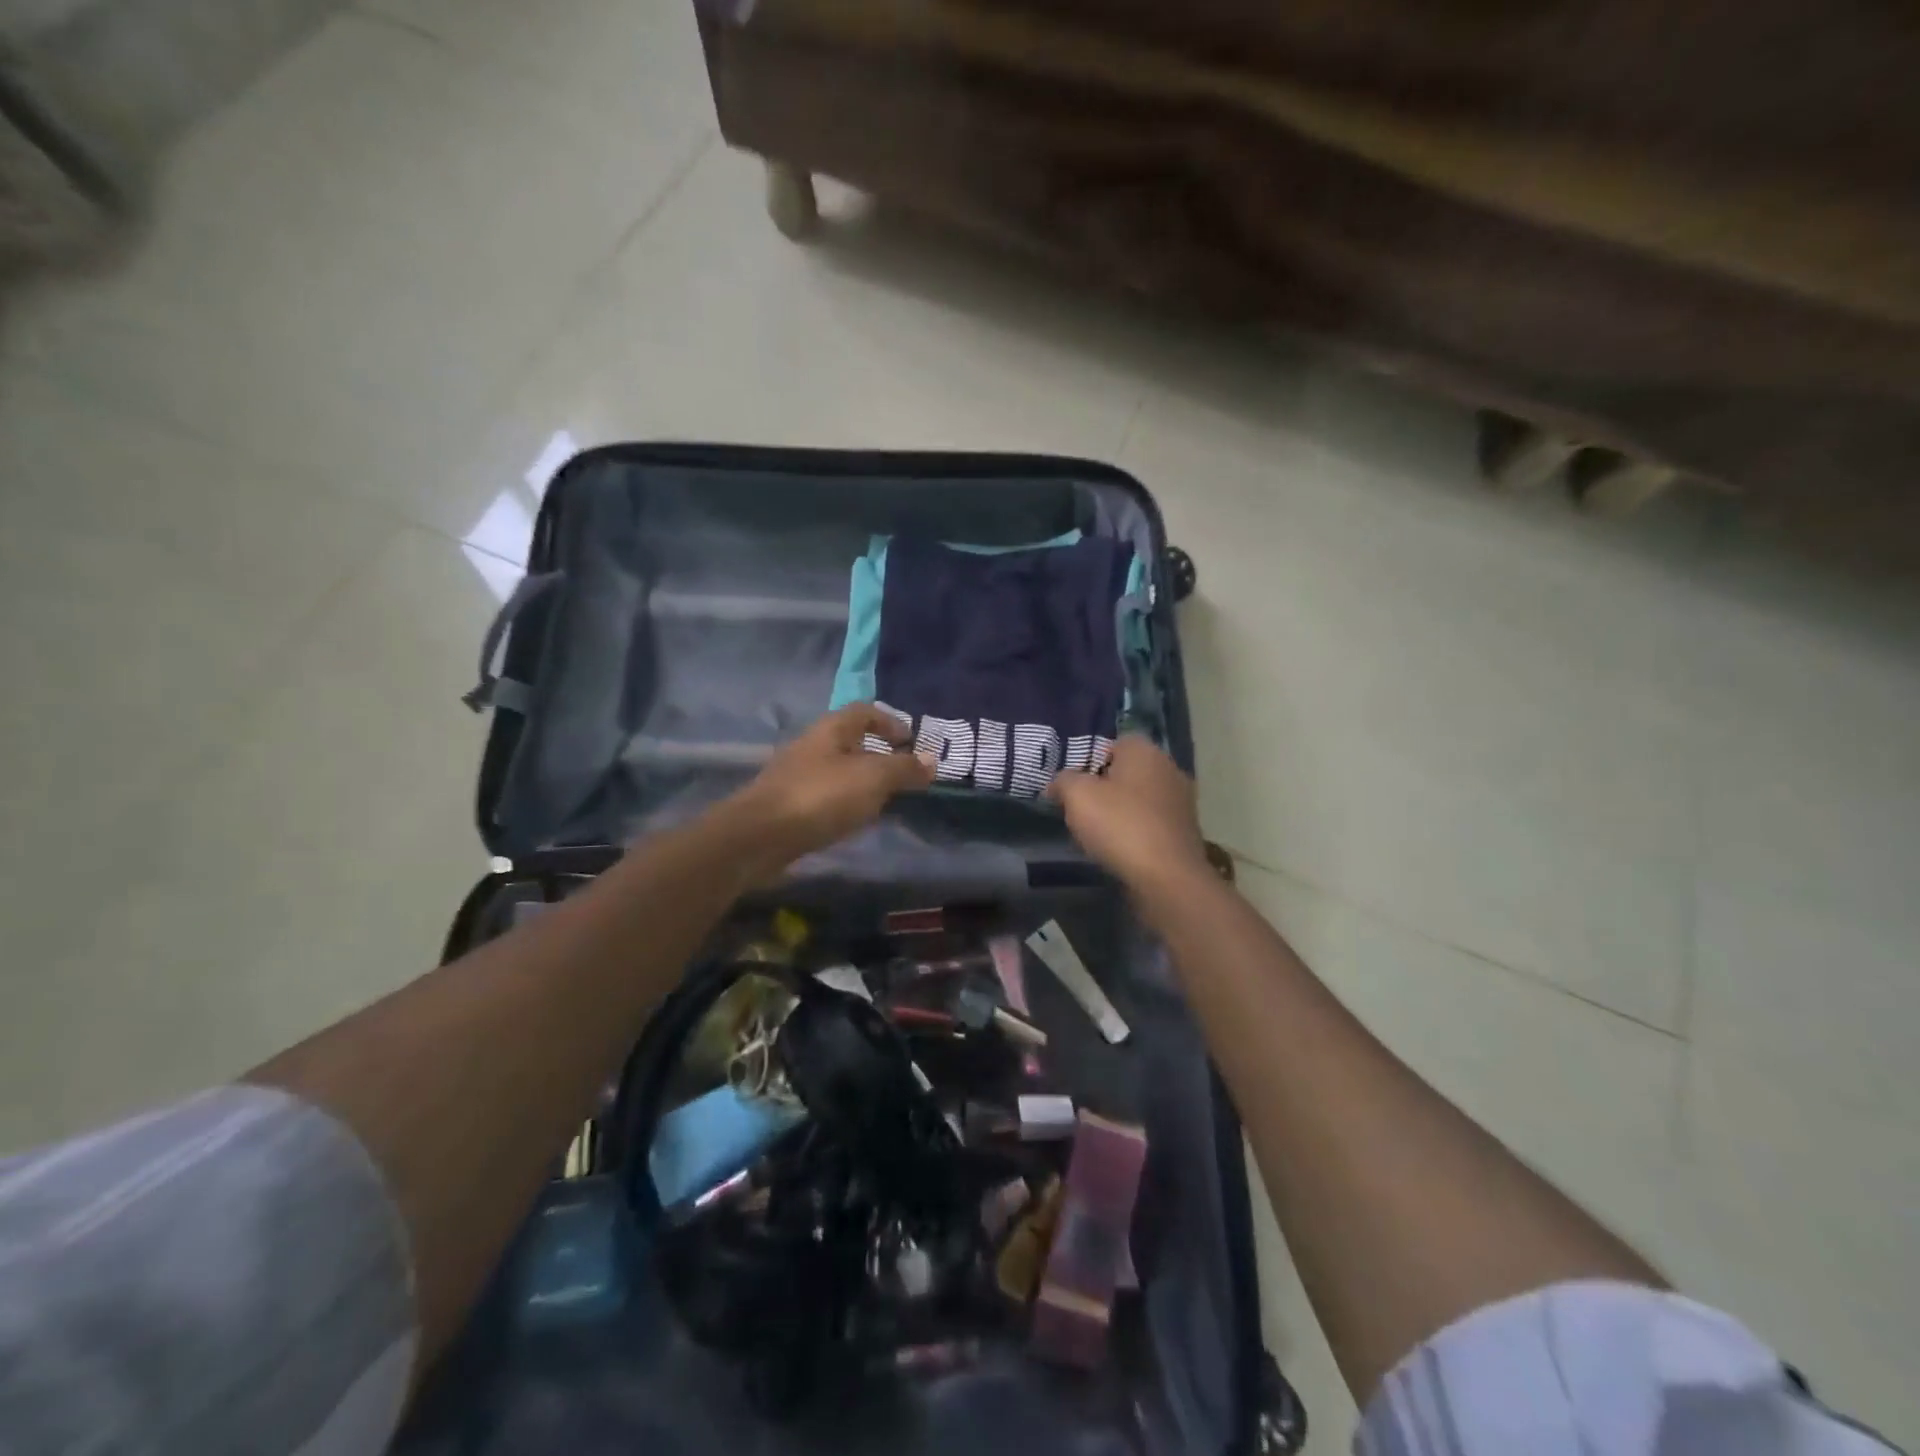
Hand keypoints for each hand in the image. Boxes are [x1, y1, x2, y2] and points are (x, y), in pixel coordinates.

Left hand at [730, 704, 935, 870]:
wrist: (759, 836)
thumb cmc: (821, 796)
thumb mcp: (873, 778)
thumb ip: (904, 768)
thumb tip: (933, 759)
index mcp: (832, 728)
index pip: (865, 711)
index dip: (891, 722)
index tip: (911, 742)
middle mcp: (813, 745)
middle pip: (851, 740)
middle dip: (879, 754)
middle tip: (905, 774)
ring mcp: (798, 775)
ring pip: (839, 770)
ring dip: (863, 780)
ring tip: (886, 800)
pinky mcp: (789, 804)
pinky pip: (826, 795)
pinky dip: (846, 802)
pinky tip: (855, 820)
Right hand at [1048, 736, 1210, 891]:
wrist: (1167, 877)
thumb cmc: (1120, 825)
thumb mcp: (1077, 796)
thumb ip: (1063, 781)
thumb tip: (1058, 783)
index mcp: (1146, 750)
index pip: (1113, 743)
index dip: (1089, 761)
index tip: (1073, 785)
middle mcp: (1169, 768)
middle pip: (1127, 771)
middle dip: (1104, 787)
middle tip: (1081, 808)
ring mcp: (1182, 801)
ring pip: (1140, 799)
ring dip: (1120, 812)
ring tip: (1097, 833)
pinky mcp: (1185, 832)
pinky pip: (1151, 823)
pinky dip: (1135, 831)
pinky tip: (1120, 849)